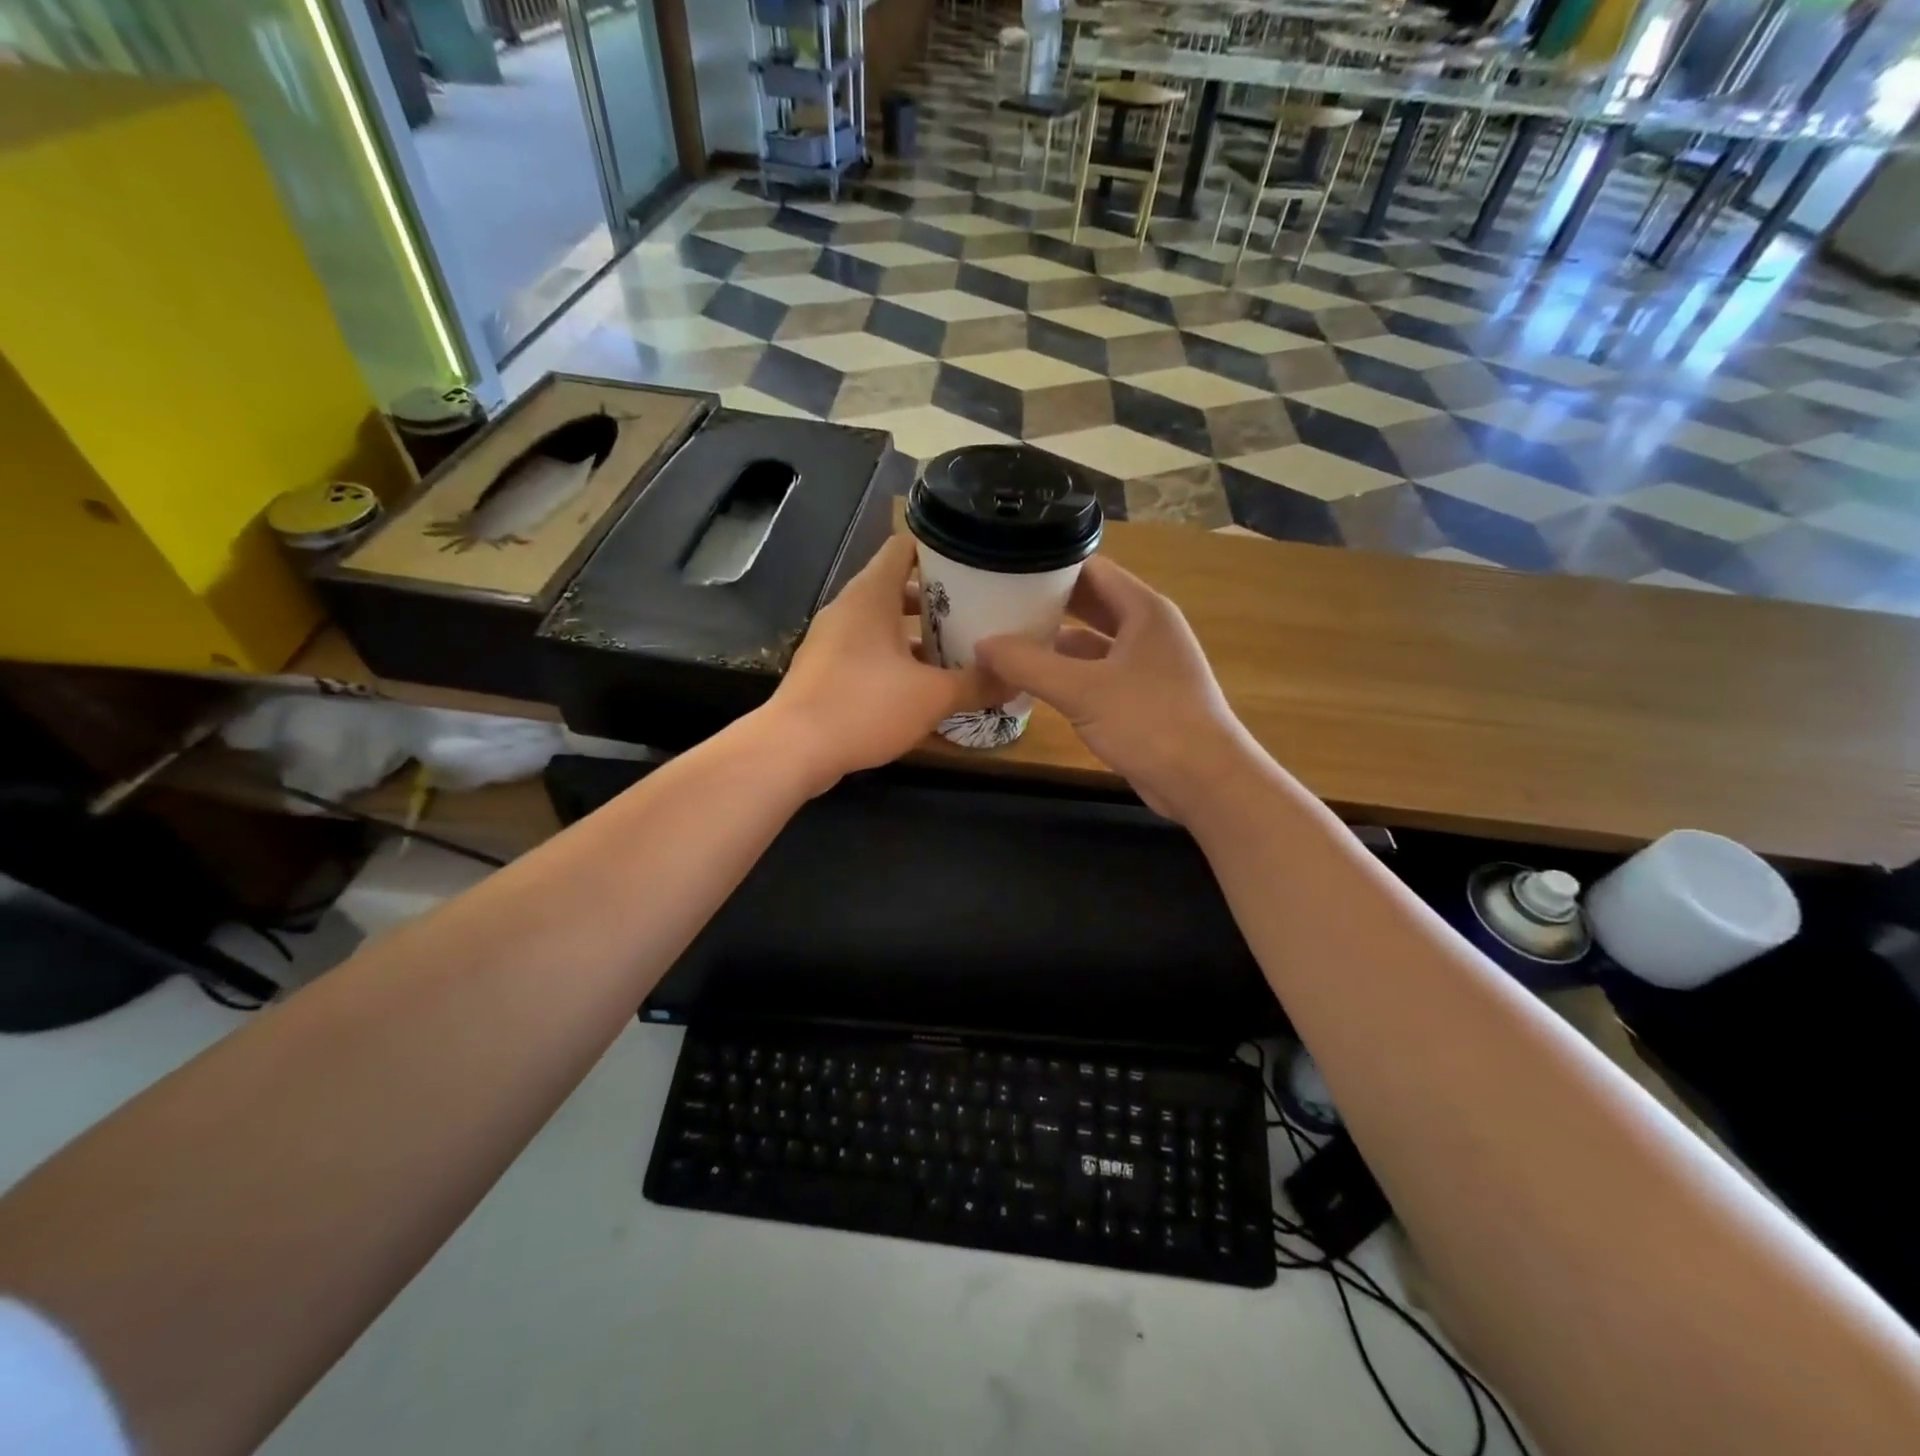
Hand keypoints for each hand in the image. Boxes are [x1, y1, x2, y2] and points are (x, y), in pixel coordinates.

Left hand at [768, 535, 991, 789]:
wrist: (793, 749)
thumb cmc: (864, 706)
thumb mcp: (932, 697)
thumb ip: (976, 684)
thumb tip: (1016, 679)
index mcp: (871, 595)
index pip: (905, 547)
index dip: (941, 549)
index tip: (975, 562)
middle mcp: (848, 608)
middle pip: (897, 586)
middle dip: (937, 598)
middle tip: (978, 610)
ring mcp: (832, 639)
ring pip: (882, 623)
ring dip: (917, 633)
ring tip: (958, 648)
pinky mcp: (824, 669)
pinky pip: (867, 650)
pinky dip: (895, 658)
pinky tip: (922, 684)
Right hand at [975, 557, 1253, 820]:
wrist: (1205, 781)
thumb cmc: (1150, 722)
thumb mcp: (1082, 690)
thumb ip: (1029, 664)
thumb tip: (981, 645)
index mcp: (1143, 610)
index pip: (1091, 569)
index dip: (1049, 566)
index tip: (1005, 569)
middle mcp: (1147, 629)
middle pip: (1090, 603)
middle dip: (1046, 604)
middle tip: (996, 604)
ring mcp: (1146, 664)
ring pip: (1091, 642)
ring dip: (1053, 642)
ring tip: (1005, 640)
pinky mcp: (1140, 697)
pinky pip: (1096, 673)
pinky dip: (1066, 674)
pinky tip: (1033, 682)